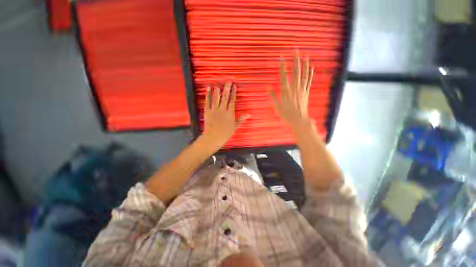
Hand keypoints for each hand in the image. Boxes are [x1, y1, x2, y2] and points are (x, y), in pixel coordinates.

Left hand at [202, 82, 249, 148]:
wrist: (213, 137)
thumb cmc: (225, 133)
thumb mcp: (235, 126)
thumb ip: (241, 119)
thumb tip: (249, 114)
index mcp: (230, 113)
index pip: (232, 101)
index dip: (233, 93)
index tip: (234, 86)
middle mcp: (222, 109)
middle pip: (225, 97)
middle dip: (227, 88)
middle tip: (228, 81)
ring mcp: (214, 109)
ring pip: (216, 97)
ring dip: (218, 90)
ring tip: (219, 84)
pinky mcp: (207, 111)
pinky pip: (207, 101)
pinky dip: (208, 94)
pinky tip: (209, 88)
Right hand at [269, 52, 313, 129]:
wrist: (298, 119)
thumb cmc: (286, 113)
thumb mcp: (277, 105)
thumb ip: (272, 96)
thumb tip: (267, 87)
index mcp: (286, 91)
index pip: (284, 75)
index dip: (282, 66)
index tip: (281, 58)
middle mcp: (294, 88)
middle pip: (295, 71)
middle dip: (295, 60)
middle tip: (295, 50)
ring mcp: (302, 89)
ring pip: (304, 74)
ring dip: (304, 64)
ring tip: (304, 55)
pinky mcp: (306, 92)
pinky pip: (309, 81)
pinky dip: (310, 74)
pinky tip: (311, 67)